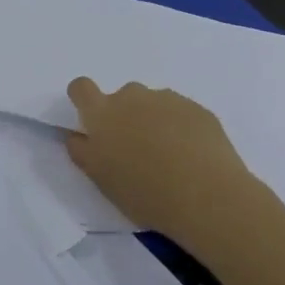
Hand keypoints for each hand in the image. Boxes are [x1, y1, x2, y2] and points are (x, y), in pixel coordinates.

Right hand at [63, 78, 267, 246]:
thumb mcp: (98, 177)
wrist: (206, 197)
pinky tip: (190, 155)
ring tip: (167, 154)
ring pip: (153, 103)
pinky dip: (180, 127)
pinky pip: (181, 112)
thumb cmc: (142, 190)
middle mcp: (133, 97)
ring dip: (153, 119)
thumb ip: (81, 150)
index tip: (92, 121)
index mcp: (102, 112)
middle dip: (124, 115)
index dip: (83, 99)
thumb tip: (78, 135)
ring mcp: (169, 100)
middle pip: (121, 96)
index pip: (81, 87)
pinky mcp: (200, 110)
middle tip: (134, 148)